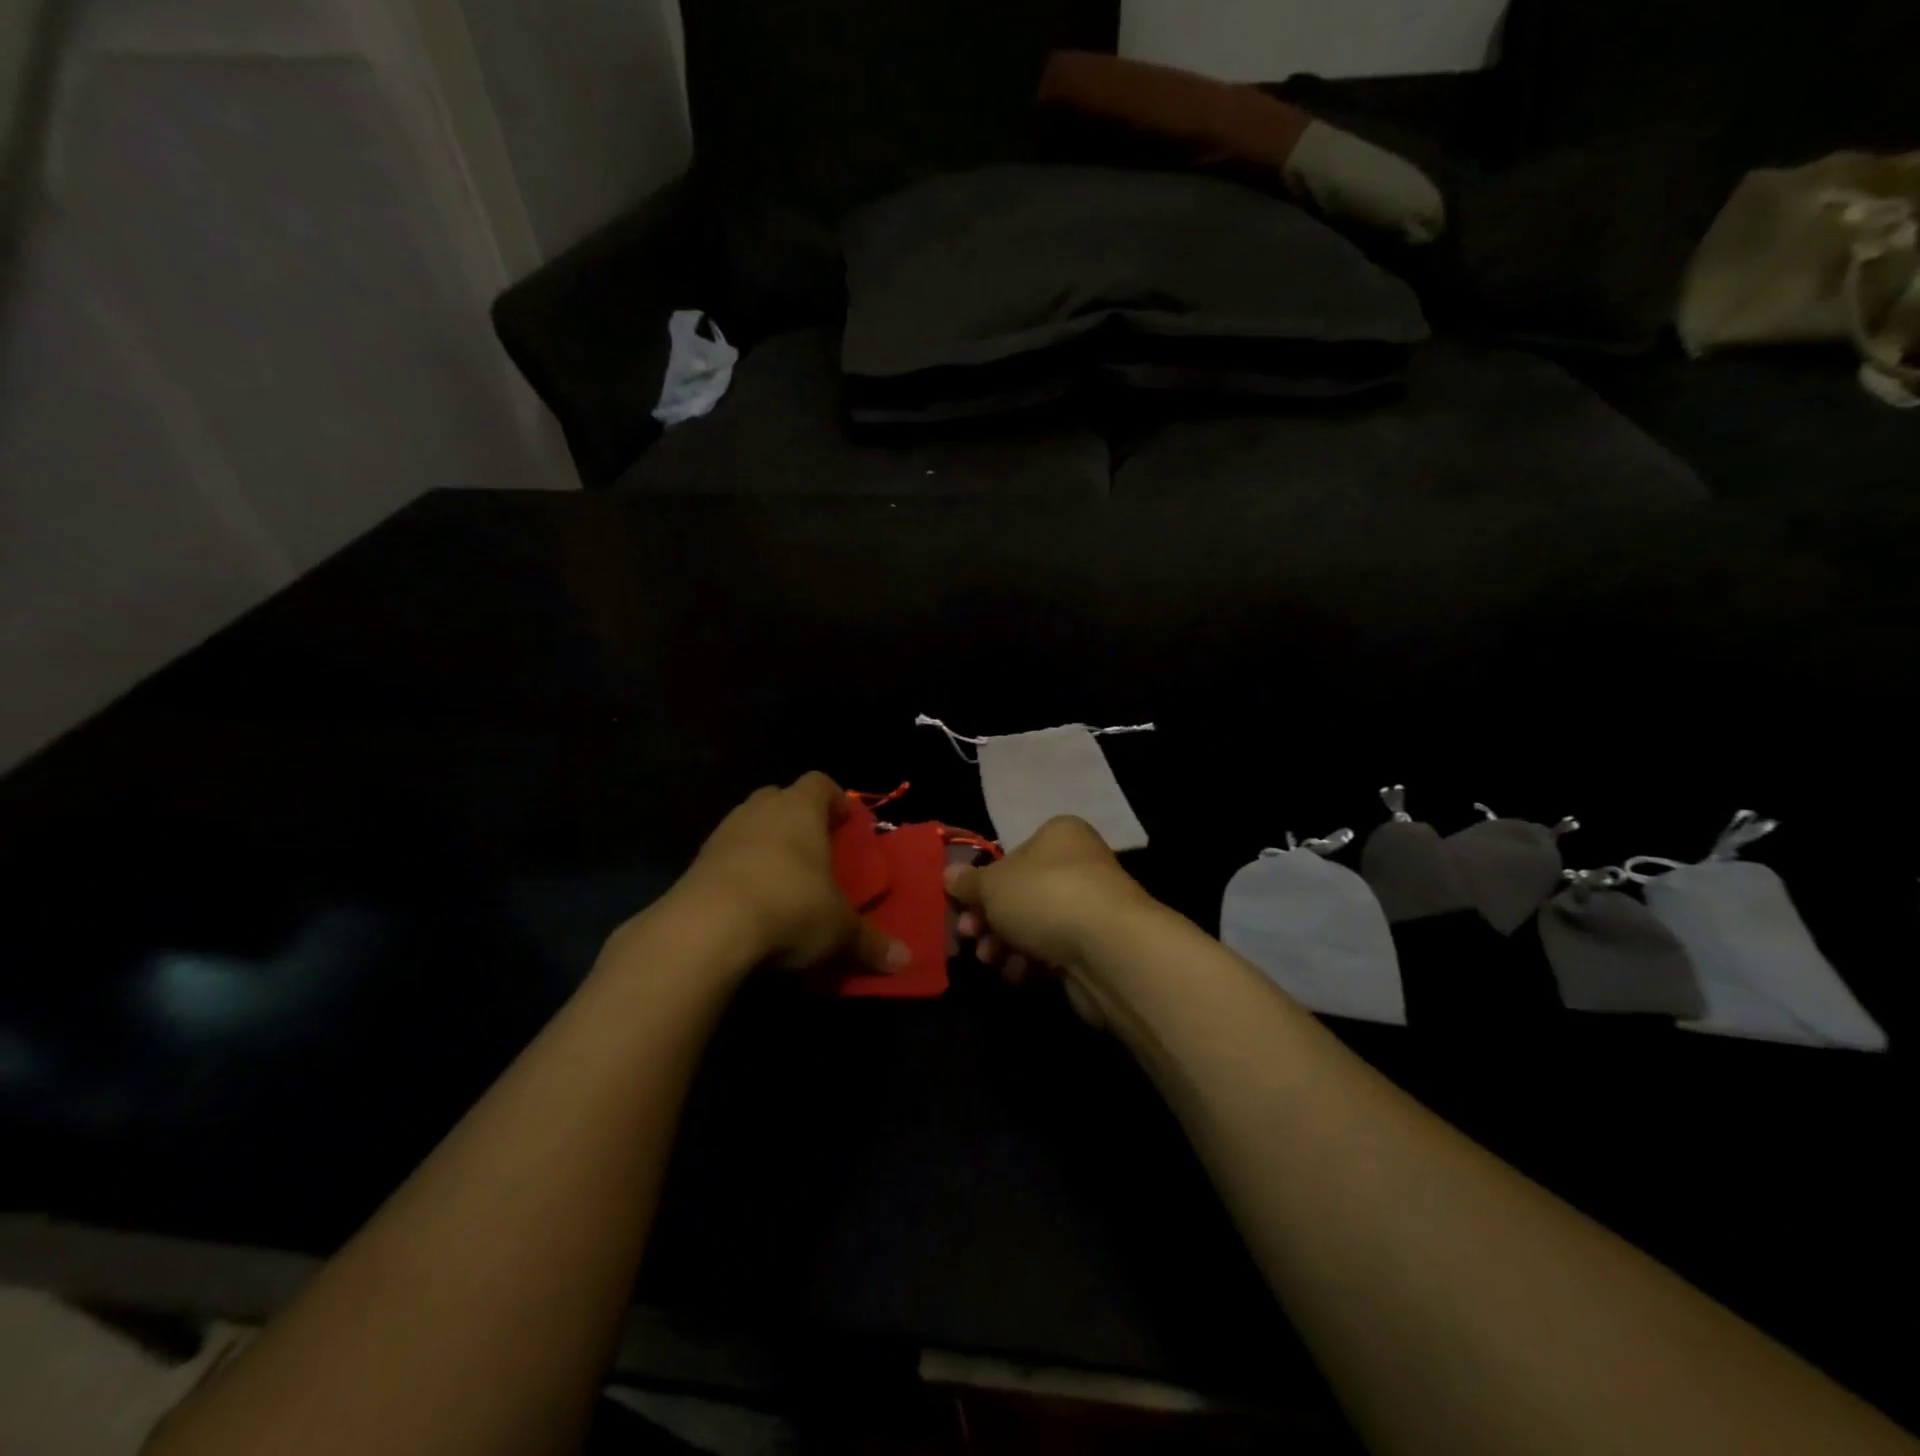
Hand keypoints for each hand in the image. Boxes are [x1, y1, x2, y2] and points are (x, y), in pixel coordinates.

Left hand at [677, 773, 908, 975]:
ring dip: (764, 844)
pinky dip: (738, 872)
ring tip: (782, 880)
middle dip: (797, 819)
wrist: (705, 929)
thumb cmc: (789, 907)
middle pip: (780, 798)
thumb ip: (870, 942)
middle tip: (815, 850)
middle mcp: (760, 811)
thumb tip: (905, 960)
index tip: (846, 825)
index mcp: (800, 809)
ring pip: (748, 825)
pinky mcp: (695, 864)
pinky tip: (750, 904)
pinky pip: (724, 857)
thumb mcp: (839, 930)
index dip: (835, 800)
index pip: (820, 783)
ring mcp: (722, 834)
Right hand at [946, 817, 1154, 1022]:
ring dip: (1004, 944)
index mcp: (1058, 836)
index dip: (982, 882)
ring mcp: (1089, 907)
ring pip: (1033, 925)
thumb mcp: (993, 884)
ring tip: (990, 960)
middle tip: (969, 937)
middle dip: (988, 919)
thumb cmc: (1045, 897)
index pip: (1011, 855)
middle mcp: (1078, 865)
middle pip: (1020, 892)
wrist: (1109, 950)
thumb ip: (968, 882)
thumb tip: (948, 875)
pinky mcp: (1094, 946)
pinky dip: (1030, 962)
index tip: (960, 907)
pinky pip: (1052, 951)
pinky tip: (1016, 975)